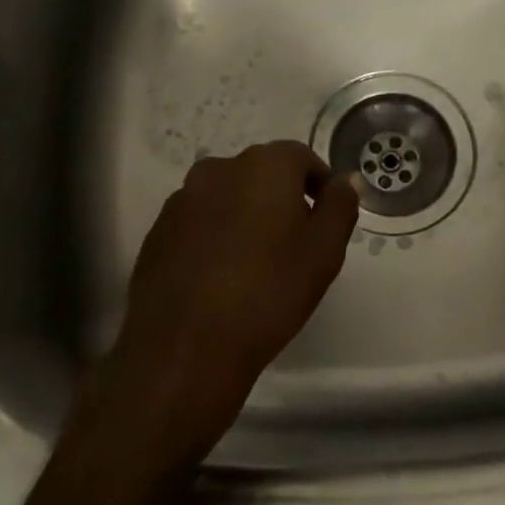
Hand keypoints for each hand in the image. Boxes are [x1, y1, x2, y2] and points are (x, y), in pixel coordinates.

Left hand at [103, 142, 359, 463]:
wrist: (186, 347)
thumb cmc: (269, 292)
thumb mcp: (324, 251)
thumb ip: (340, 206)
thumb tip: (346, 180)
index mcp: (264, 167)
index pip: (301, 157)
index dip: (319, 184)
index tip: (327, 218)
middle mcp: (219, 170)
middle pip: (262, 173)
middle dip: (283, 198)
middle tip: (298, 242)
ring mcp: (182, 200)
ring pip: (228, 196)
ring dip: (247, 215)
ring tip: (258, 262)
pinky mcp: (157, 232)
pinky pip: (200, 221)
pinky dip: (217, 235)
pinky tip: (223, 275)